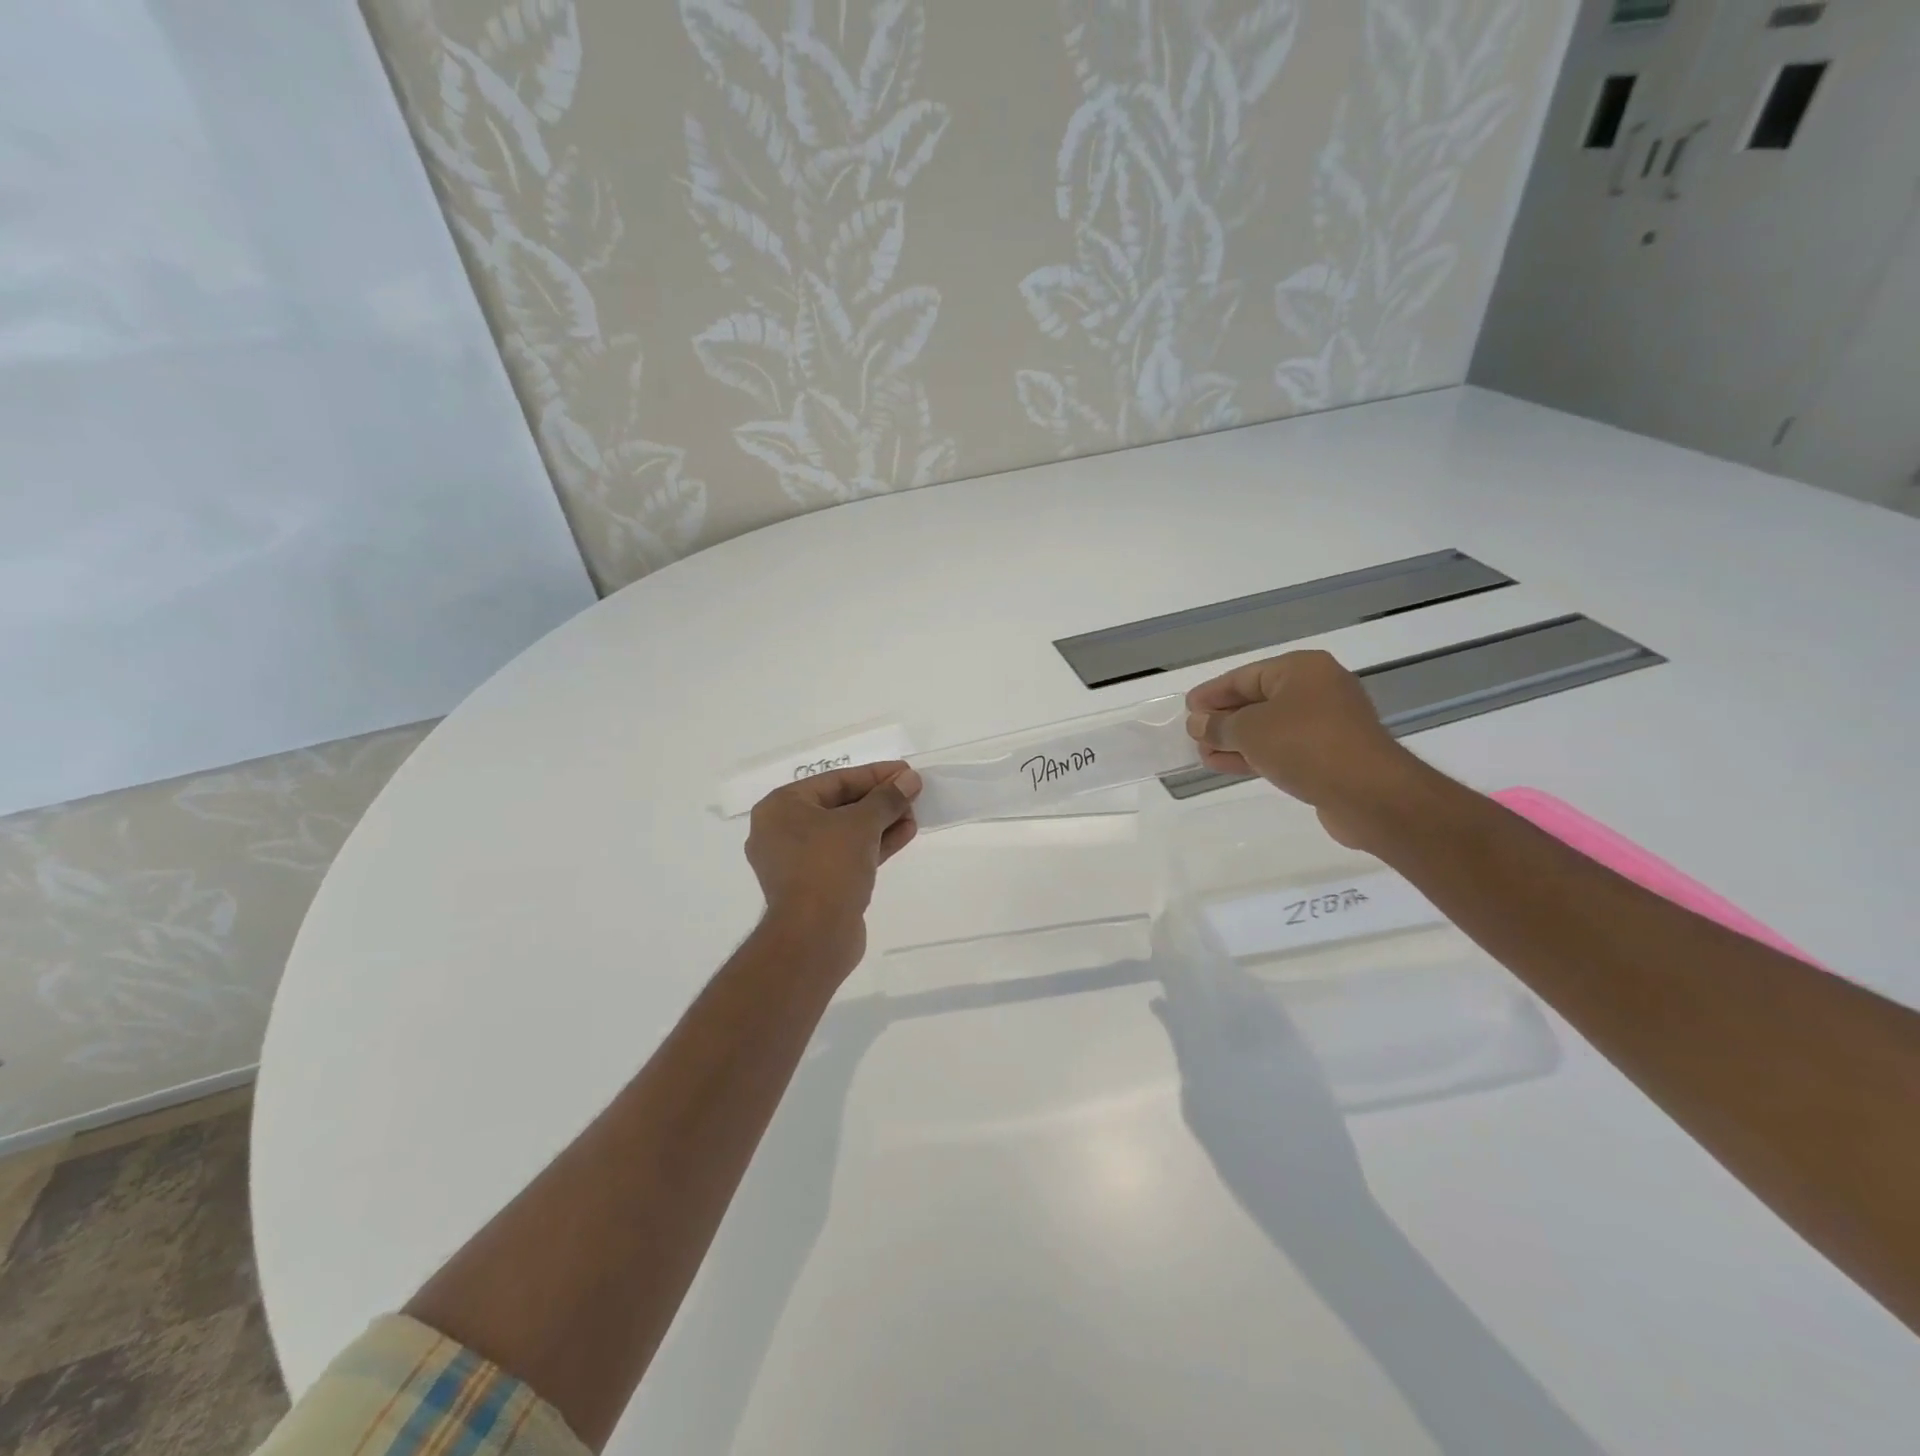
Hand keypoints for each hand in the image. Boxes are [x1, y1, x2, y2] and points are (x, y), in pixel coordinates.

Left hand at [745, 762, 920, 972]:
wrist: (813, 938)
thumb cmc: (829, 867)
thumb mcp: (862, 824)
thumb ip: (887, 798)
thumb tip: (910, 779)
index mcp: (781, 807)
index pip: (836, 781)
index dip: (875, 775)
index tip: (906, 772)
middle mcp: (782, 831)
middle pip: (839, 805)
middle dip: (879, 801)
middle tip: (912, 794)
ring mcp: (796, 861)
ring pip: (845, 833)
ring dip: (880, 823)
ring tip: (914, 815)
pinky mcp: (814, 885)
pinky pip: (845, 855)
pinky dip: (872, 845)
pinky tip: (904, 835)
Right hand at [1185, 649, 1430, 848]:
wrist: (1368, 793)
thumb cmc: (1305, 745)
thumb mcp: (1249, 730)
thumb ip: (1218, 725)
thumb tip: (1198, 723)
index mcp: (1301, 670)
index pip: (1244, 676)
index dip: (1212, 693)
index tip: (1187, 709)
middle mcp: (1318, 689)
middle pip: (1258, 700)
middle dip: (1223, 719)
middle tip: (1193, 734)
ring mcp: (1327, 723)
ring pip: (1269, 728)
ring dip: (1235, 741)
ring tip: (1203, 755)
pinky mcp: (1331, 755)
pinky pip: (1284, 748)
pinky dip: (1256, 755)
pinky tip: (1227, 765)